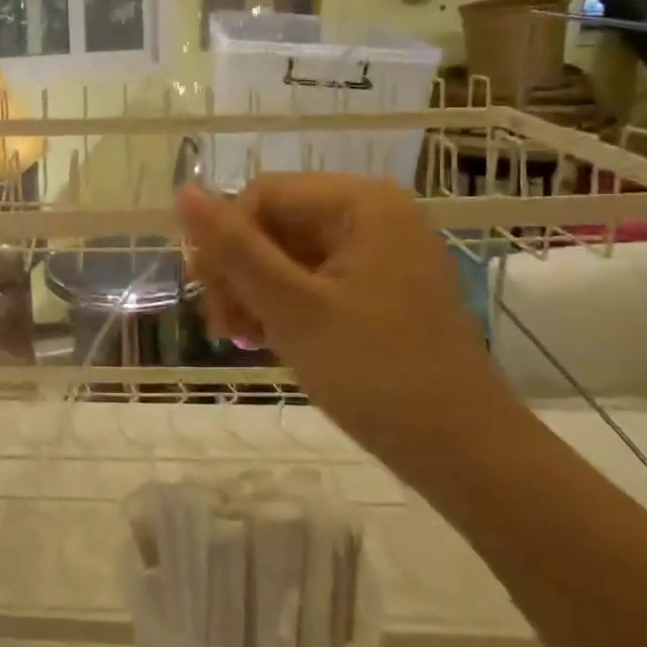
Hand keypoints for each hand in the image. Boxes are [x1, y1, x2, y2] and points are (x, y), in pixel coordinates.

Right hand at [176, 175, 521, 486]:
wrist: (464, 454)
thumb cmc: (377, 373)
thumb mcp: (292, 308)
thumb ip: (234, 248)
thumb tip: (182, 191)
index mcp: (361, 203)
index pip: (262, 196)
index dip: (225, 240)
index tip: (208, 296)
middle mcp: (372, 215)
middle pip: (273, 223)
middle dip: (238, 271)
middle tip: (222, 327)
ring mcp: (377, 252)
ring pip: (285, 253)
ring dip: (252, 292)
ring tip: (241, 339)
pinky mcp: (377, 287)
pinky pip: (310, 278)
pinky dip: (281, 305)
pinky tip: (266, 340)